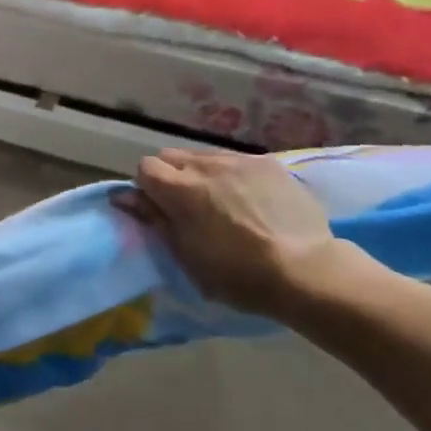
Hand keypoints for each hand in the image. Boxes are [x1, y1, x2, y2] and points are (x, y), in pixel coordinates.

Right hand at [116, 148, 373, 319]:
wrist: (305, 271)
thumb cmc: (238, 274)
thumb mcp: (187, 256)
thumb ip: (154, 220)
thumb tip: (124, 197)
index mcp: (180, 189)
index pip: (145, 167)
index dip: (147, 189)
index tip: (160, 211)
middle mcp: (205, 165)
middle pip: (171, 156)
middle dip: (172, 177)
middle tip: (188, 208)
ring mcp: (239, 160)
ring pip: (204, 156)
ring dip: (202, 174)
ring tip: (221, 203)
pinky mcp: (268, 163)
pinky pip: (236, 161)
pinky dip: (233, 176)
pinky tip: (251, 201)